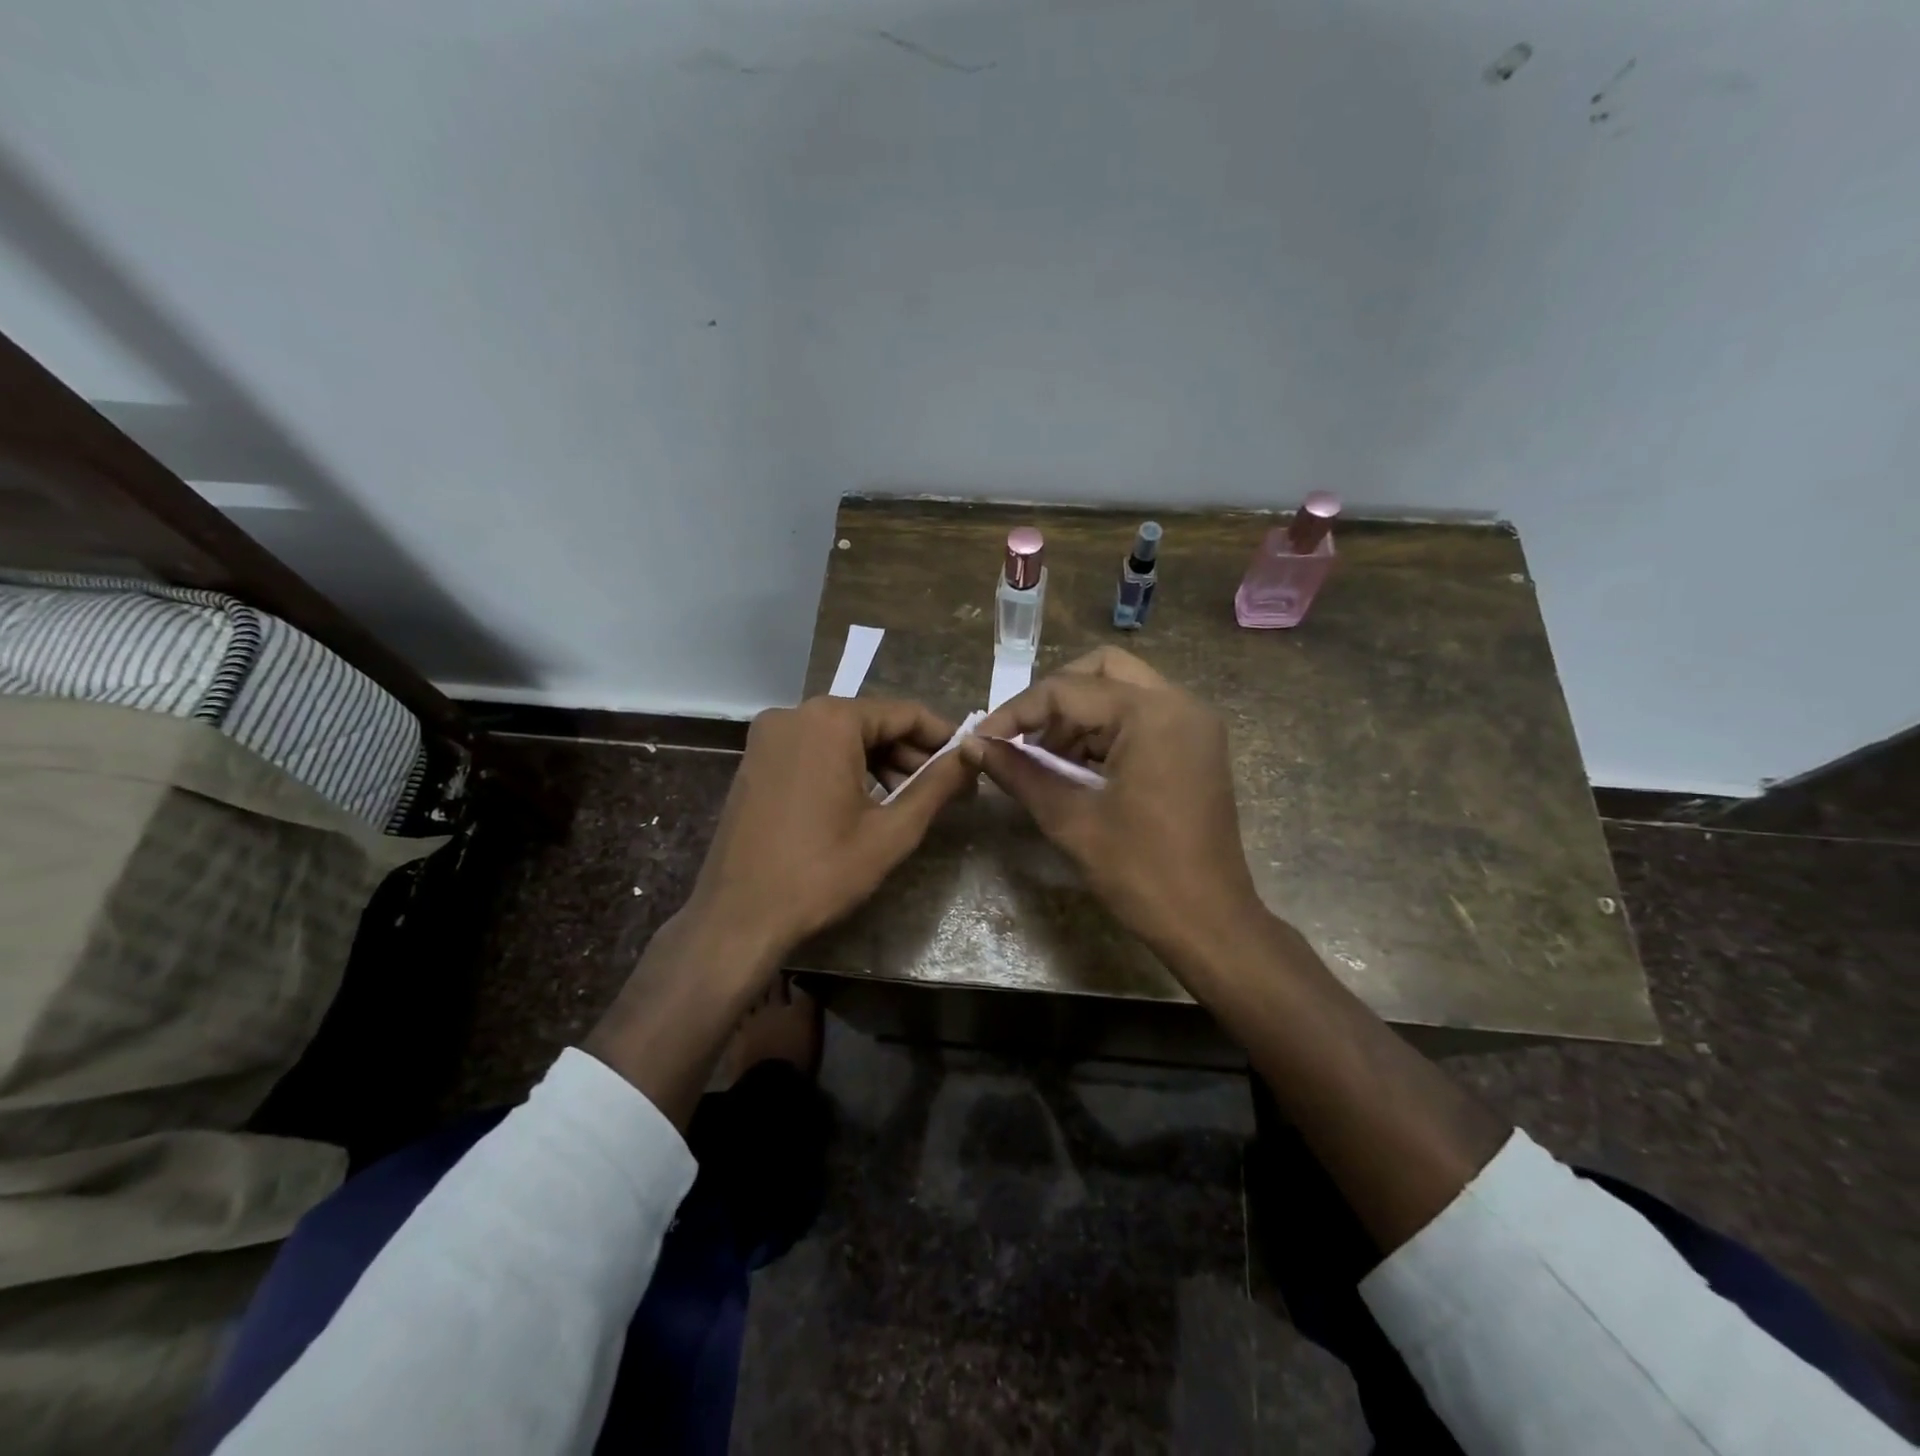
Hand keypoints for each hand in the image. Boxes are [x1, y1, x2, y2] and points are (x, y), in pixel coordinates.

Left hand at [683, 695, 974, 967]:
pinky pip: (813, 750)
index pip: (904, 713)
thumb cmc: (821, 872)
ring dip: (879, 762)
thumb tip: (971, 756)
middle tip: (944, 789)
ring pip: (841, 737)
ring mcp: (768, 737)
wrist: (737, 917)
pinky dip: (845, 767)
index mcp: (830, 721)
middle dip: (910, 753)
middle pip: (871, 722)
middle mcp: (794, 714)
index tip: (968, 761)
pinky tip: (866, 802)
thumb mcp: (891, 831)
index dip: (942, 737)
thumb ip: (937, 786)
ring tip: (909, 801)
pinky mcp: (755, 760)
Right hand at [964, 647, 1266, 965]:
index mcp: (1152, 714)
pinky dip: (1105, 731)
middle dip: (1054, 698)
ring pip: (1122, 691)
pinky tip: (1077, 768)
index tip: (983, 739)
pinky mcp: (1196, 746)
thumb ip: (1018, 772)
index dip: (1017, 712)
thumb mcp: (1070, 818)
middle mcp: (1180, 704)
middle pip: (1102, 670)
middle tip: (1022, 736)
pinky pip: (1142, 717)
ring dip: (1079, 717)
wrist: (1210, 923)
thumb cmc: (1140, 871)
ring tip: (1044, 759)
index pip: (1068, 690)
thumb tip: (971, 746)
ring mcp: (1194, 724)